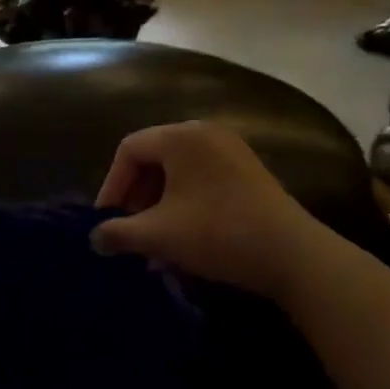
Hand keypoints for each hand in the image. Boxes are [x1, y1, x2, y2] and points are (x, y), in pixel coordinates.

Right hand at [92, 121, 314, 295]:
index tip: (107, 220)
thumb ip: (118, 233)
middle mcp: (204, 133)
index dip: (111, 186)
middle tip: (130, 230)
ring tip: (155, 242)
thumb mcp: (159, 235)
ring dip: (159, 205)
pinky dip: (184, 203)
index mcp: (180, 137)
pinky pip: (201, 178)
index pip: (129, 150)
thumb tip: (94, 239)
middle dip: (136, 197)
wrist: (295, 256)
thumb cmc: (218, 233)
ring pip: (177, 172)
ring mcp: (231, 150)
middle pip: (153, 158)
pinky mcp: (248, 171)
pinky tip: (183, 237)